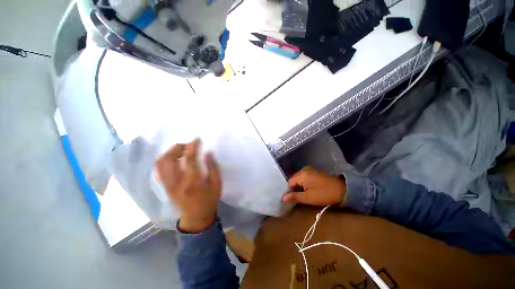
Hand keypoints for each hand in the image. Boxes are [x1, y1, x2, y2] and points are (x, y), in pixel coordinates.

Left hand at [155, 139, 221, 232]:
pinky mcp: (165, 186)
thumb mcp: (217, 184)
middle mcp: (176, 182)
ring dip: (170, 152)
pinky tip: (174, 158)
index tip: (196, 139)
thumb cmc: (209, 199)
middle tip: (187, 144)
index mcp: (193, 182)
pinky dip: (165, 159)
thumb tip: (208, 152)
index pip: (190, 159)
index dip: (193, 146)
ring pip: (161, 163)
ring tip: (181, 149)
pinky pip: (160, 169)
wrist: (196, 216)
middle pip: (169, 159)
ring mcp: (168, 185)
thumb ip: (213, 167)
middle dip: (177, 147)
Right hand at [283, 166, 345, 205]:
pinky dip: (303, 183)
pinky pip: (303, 177)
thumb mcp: (308, 198)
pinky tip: (306, 189)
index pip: (289, 182)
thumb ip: (295, 196)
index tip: (289, 199)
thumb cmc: (324, 194)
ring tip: (300, 194)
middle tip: (295, 198)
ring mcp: (309, 169)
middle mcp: (303, 169)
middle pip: (293, 179)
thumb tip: (283, 198)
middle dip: (293, 188)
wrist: (342, 190)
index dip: (288, 191)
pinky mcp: (313, 171)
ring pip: (298, 178)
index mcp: (302, 174)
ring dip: (298, 186)